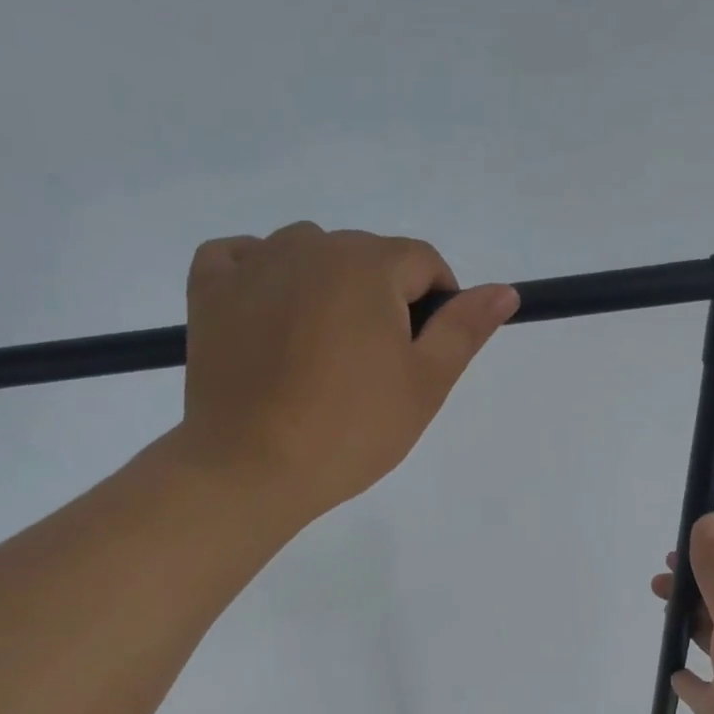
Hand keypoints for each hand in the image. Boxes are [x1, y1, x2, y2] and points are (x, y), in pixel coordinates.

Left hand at [177, 222, 517, 523]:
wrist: (253, 468)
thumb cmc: (350, 431)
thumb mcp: (424, 385)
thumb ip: (464, 330)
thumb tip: (505, 290)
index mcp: (368, 264)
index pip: (422, 262)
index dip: (434, 306)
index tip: (420, 356)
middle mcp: (309, 246)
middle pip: (365, 258)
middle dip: (379, 300)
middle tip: (368, 369)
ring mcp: (253, 264)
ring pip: (306, 255)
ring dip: (323, 287)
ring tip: (317, 352)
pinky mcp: (209, 290)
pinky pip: (241, 259)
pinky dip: (259, 277)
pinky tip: (268, 316)